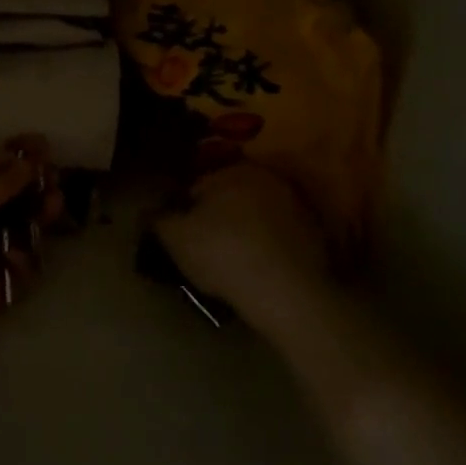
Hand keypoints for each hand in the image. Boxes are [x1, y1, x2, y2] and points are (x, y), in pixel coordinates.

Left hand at [0, 137, 64, 358]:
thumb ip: (5, 179)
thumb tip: (27, 158)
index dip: (19, 153)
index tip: (43, 144)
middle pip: (17, 192)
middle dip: (38, 183)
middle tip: (53, 179)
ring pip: (28, 223)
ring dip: (42, 212)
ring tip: (53, 206)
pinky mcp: (4, 276)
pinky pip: (27, 259)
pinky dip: (26, 256)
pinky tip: (16, 259)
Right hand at [151, 163, 334, 346]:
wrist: (288, 293)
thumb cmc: (223, 254)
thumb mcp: (174, 237)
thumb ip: (157, 219)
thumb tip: (150, 212)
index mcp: (232, 171)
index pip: (196, 187)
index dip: (183, 214)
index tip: (179, 238)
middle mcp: (267, 179)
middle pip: (228, 200)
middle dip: (215, 220)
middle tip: (203, 252)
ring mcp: (296, 207)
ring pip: (255, 218)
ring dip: (243, 234)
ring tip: (230, 265)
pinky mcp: (315, 236)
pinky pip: (278, 238)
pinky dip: (266, 249)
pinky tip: (257, 273)